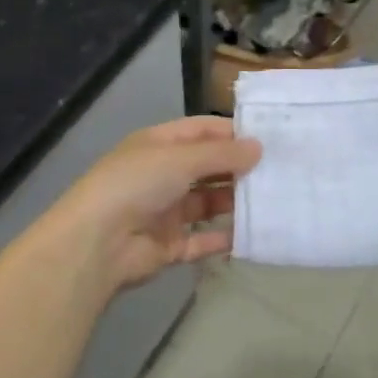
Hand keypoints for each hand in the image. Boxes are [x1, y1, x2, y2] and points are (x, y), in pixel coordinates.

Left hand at [52, 117, 261, 292]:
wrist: (97, 243)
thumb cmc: (137, 185)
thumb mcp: (180, 159)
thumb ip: (221, 155)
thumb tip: (258, 148)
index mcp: (158, 146)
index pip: (201, 131)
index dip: (232, 132)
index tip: (270, 138)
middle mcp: (162, 175)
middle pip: (207, 168)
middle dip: (238, 169)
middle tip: (280, 171)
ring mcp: (165, 212)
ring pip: (208, 203)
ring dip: (234, 202)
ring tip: (273, 200)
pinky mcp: (169, 246)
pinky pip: (203, 240)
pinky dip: (224, 238)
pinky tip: (252, 235)